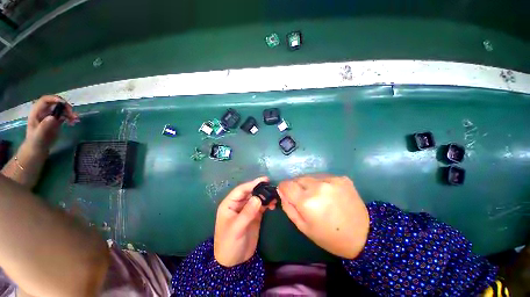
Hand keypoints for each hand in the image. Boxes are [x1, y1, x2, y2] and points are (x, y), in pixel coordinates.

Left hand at [26, 95, 77, 150]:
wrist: (38, 149)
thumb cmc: (36, 142)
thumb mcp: (39, 135)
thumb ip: (44, 126)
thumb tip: (53, 117)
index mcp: (37, 112)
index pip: (45, 100)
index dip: (55, 99)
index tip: (64, 104)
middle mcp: (44, 112)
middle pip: (56, 103)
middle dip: (65, 107)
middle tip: (73, 114)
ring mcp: (50, 116)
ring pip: (62, 109)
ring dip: (70, 113)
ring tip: (76, 119)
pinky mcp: (56, 121)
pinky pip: (65, 115)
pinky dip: (70, 117)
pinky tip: (74, 122)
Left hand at [214, 177, 275, 266]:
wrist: (234, 262)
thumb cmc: (229, 244)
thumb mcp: (236, 228)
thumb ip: (247, 213)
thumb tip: (258, 198)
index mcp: (230, 204)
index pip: (241, 190)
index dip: (252, 184)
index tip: (264, 180)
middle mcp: (239, 204)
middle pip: (250, 192)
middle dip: (261, 189)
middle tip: (272, 187)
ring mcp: (247, 210)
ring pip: (257, 198)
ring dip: (265, 197)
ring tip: (274, 197)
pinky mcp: (255, 216)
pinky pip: (262, 206)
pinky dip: (267, 204)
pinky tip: (273, 205)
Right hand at [278, 175, 369, 258]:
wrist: (363, 235)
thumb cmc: (329, 236)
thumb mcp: (303, 227)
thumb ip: (288, 207)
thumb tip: (281, 191)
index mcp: (306, 201)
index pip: (286, 184)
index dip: (283, 188)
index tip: (287, 193)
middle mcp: (317, 186)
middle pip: (297, 179)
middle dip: (297, 187)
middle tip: (305, 199)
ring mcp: (331, 180)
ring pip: (310, 176)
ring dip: (309, 184)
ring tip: (318, 196)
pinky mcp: (341, 178)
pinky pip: (323, 177)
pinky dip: (321, 183)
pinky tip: (329, 194)